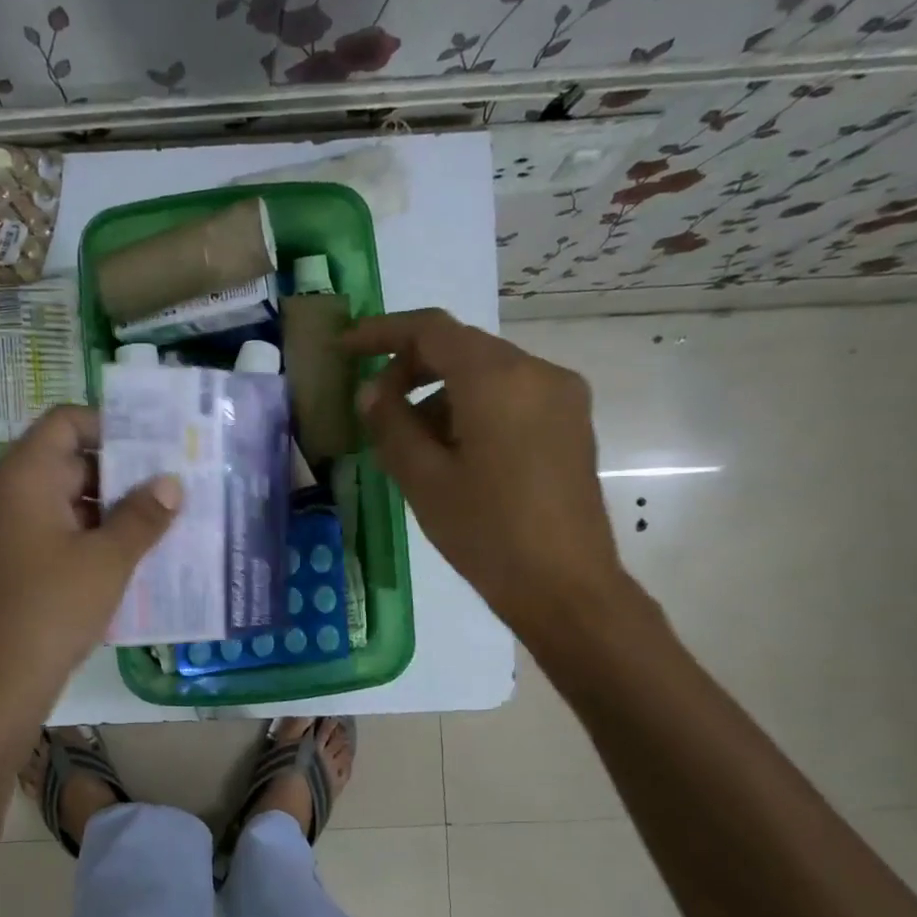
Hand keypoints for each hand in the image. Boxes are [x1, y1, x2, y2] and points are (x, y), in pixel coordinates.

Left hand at [0, 405, 179, 717]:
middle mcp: (0, 494)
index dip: (109, 426)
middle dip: (116, 474)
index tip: (152, 448)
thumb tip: (171, 483)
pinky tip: (119, 558)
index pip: (64, 422)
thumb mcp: (108, 561)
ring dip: (102, 509)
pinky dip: (80, 535)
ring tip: (153, 525)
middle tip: (166, 488)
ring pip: (57, 500)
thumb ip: (142, 516)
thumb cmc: (52, 610)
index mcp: (20, 478)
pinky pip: (44, 531)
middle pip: (62, 461)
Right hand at [341, 309, 628, 648]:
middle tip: (374, 407)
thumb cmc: (486, 532)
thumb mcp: (423, 478)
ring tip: (409, 444)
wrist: (565, 586)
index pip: (431, 330)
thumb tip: (372, 392)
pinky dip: (471, 408)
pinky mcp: (570, 423)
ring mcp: (561, 396)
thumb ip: (390, 423)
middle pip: (461, 348)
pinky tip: (450, 452)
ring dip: (440, 394)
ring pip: (486, 374)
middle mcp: (537, 372)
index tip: (346, 348)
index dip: (382, 332)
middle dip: (411, 368)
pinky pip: (510, 396)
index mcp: (497, 379)